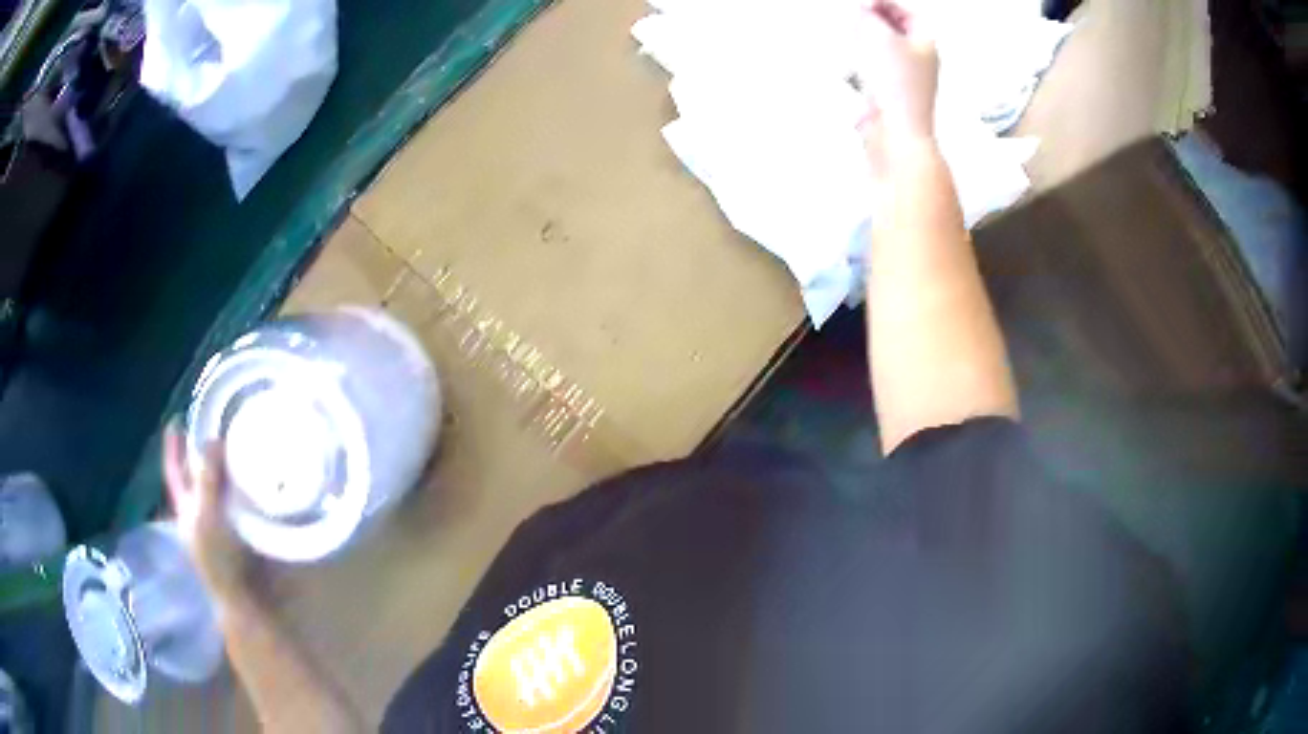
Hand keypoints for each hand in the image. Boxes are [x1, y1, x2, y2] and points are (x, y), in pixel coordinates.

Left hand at [163, 420, 254, 604]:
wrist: (250, 601)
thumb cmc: (220, 562)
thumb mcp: (207, 518)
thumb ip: (207, 481)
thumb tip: (213, 439)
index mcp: (187, 510)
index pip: (174, 472)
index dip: (173, 448)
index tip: (176, 420)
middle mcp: (203, 514)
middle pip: (199, 476)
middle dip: (205, 451)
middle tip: (218, 423)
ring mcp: (225, 523)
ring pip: (223, 486)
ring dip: (231, 466)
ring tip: (243, 441)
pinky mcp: (248, 531)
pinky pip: (246, 499)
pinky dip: (252, 485)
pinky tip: (263, 474)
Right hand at [854, 2, 939, 164]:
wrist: (896, 132)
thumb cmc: (900, 91)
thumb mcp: (878, 36)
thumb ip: (868, 17)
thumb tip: (863, 10)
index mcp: (926, 44)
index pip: (908, 14)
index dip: (885, 5)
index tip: (867, 4)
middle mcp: (921, 62)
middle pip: (897, 32)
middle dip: (876, 23)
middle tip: (860, 18)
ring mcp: (908, 80)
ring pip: (885, 52)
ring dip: (867, 44)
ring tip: (856, 40)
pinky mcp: (893, 96)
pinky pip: (877, 72)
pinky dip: (865, 65)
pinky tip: (855, 68)